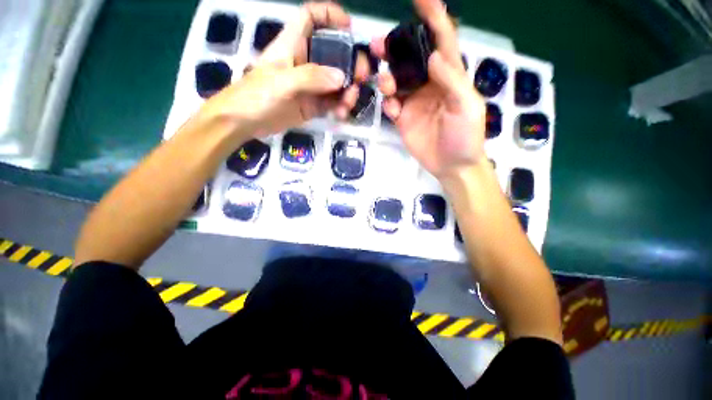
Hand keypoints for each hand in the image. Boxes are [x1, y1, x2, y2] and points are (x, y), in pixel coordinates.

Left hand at [199, 2, 370, 136]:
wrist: (244, 123)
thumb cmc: (256, 96)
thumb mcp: (281, 82)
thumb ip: (311, 78)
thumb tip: (341, 78)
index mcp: (292, 45)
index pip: (311, 18)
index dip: (330, 15)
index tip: (350, 27)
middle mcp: (304, 62)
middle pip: (333, 53)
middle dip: (350, 63)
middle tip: (361, 78)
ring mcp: (310, 86)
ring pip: (336, 82)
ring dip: (347, 91)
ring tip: (348, 103)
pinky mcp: (312, 105)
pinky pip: (332, 103)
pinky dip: (340, 108)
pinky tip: (341, 114)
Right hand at [371, 0, 486, 178]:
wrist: (452, 165)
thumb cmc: (465, 136)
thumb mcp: (466, 107)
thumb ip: (452, 80)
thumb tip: (433, 55)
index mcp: (449, 76)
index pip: (441, 41)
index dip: (433, 18)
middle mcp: (429, 84)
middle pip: (410, 59)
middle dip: (395, 49)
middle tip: (377, 45)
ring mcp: (414, 102)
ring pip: (396, 80)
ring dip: (387, 77)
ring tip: (385, 84)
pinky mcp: (402, 118)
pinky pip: (391, 105)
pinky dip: (388, 103)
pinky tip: (392, 110)